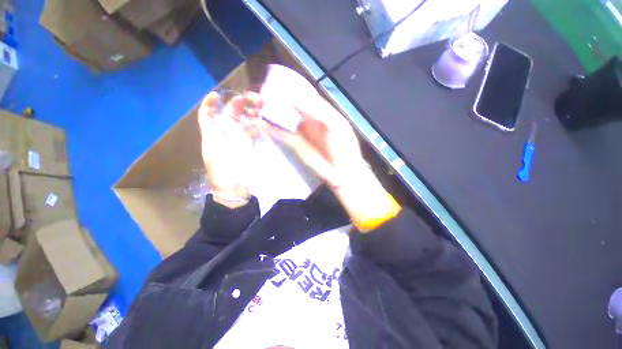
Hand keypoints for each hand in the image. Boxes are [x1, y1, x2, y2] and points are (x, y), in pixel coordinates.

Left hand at [198, 91, 262, 205]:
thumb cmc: (222, 172)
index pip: (208, 115)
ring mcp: (239, 138)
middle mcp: (225, 133)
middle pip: (231, 114)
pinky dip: (257, 124)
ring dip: (251, 111)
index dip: (210, 104)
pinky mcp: (250, 144)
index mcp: (212, 135)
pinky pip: (253, 130)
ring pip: (244, 120)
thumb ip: (218, 133)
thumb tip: (234, 120)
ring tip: (261, 106)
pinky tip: (261, 120)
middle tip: (252, 99)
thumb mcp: (215, 152)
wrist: (234, 188)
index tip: (217, 95)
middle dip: (240, 103)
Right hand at [261, 94, 366, 186]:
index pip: (307, 97)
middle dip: (280, 101)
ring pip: (287, 120)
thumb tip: (295, 100)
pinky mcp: (296, 145)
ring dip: (274, 115)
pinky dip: (274, 131)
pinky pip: (284, 135)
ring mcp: (302, 132)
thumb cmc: (344, 148)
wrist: (342, 172)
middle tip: (263, 94)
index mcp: (323, 112)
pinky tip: (263, 126)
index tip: (278, 83)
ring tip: (258, 107)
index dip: (294, 90)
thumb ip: (319, 112)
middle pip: (294, 107)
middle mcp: (311, 120)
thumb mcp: (336, 126)